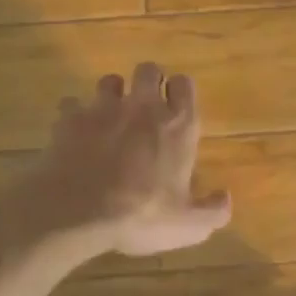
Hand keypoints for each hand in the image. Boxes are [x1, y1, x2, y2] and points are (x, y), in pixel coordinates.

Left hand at [37, 63, 232, 257]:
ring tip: (110, 116)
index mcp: (177, 125)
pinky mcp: (70, 118)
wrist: (77, 212)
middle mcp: (143, 107)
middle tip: (146, 106)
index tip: (177, 106)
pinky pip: (72, 104)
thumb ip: (213, 211)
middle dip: (148, 81)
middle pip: (148, 69)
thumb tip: (225, 197)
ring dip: (112, 94)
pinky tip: (75, 132)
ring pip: (109, 80)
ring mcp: (103, 109)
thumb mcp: (188, 226)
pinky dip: (75, 114)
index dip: (181, 91)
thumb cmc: (141, 215)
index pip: (185, 84)